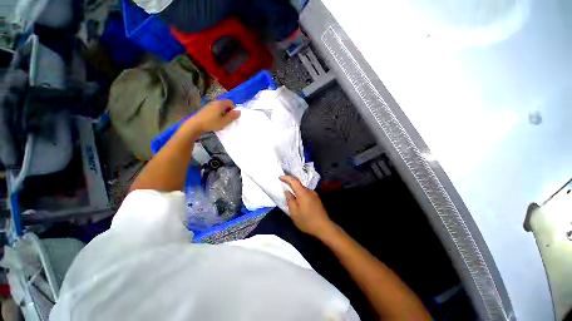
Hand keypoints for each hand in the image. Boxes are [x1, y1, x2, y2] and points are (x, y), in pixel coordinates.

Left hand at [187, 100, 239, 132]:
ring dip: (223, 114)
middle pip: (226, 105)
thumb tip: (239, 111)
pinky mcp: (206, 110)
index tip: (232, 117)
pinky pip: (215, 110)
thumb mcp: (224, 121)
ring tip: (221, 122)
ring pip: (220, 108)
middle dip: (228, 112)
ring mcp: (210, 106)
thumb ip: (232, 116)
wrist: (195, 125)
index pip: (231, 102)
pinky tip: (215, 122)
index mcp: (220, 103)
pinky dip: (218, 115)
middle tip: (227, 120)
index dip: (233, 109)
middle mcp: (215, 102)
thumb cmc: (211, 123)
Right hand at [280, 175, 333, 237]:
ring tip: (290, 196)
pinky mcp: (317, 199)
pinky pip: (306, 193)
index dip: (286, 177)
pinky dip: (300, 194)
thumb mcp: (294, 213)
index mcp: (303, 193)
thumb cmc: (307, 221)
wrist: (324, 228)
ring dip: (296, 190)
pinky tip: (298, 201)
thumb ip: (290, 200)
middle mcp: (309, 191)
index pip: (294, 180)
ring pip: (302, 189)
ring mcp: (314, 195)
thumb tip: (287, 191)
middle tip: (283, 187)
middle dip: (290, 184)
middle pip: (298, 184)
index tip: (279, 177)